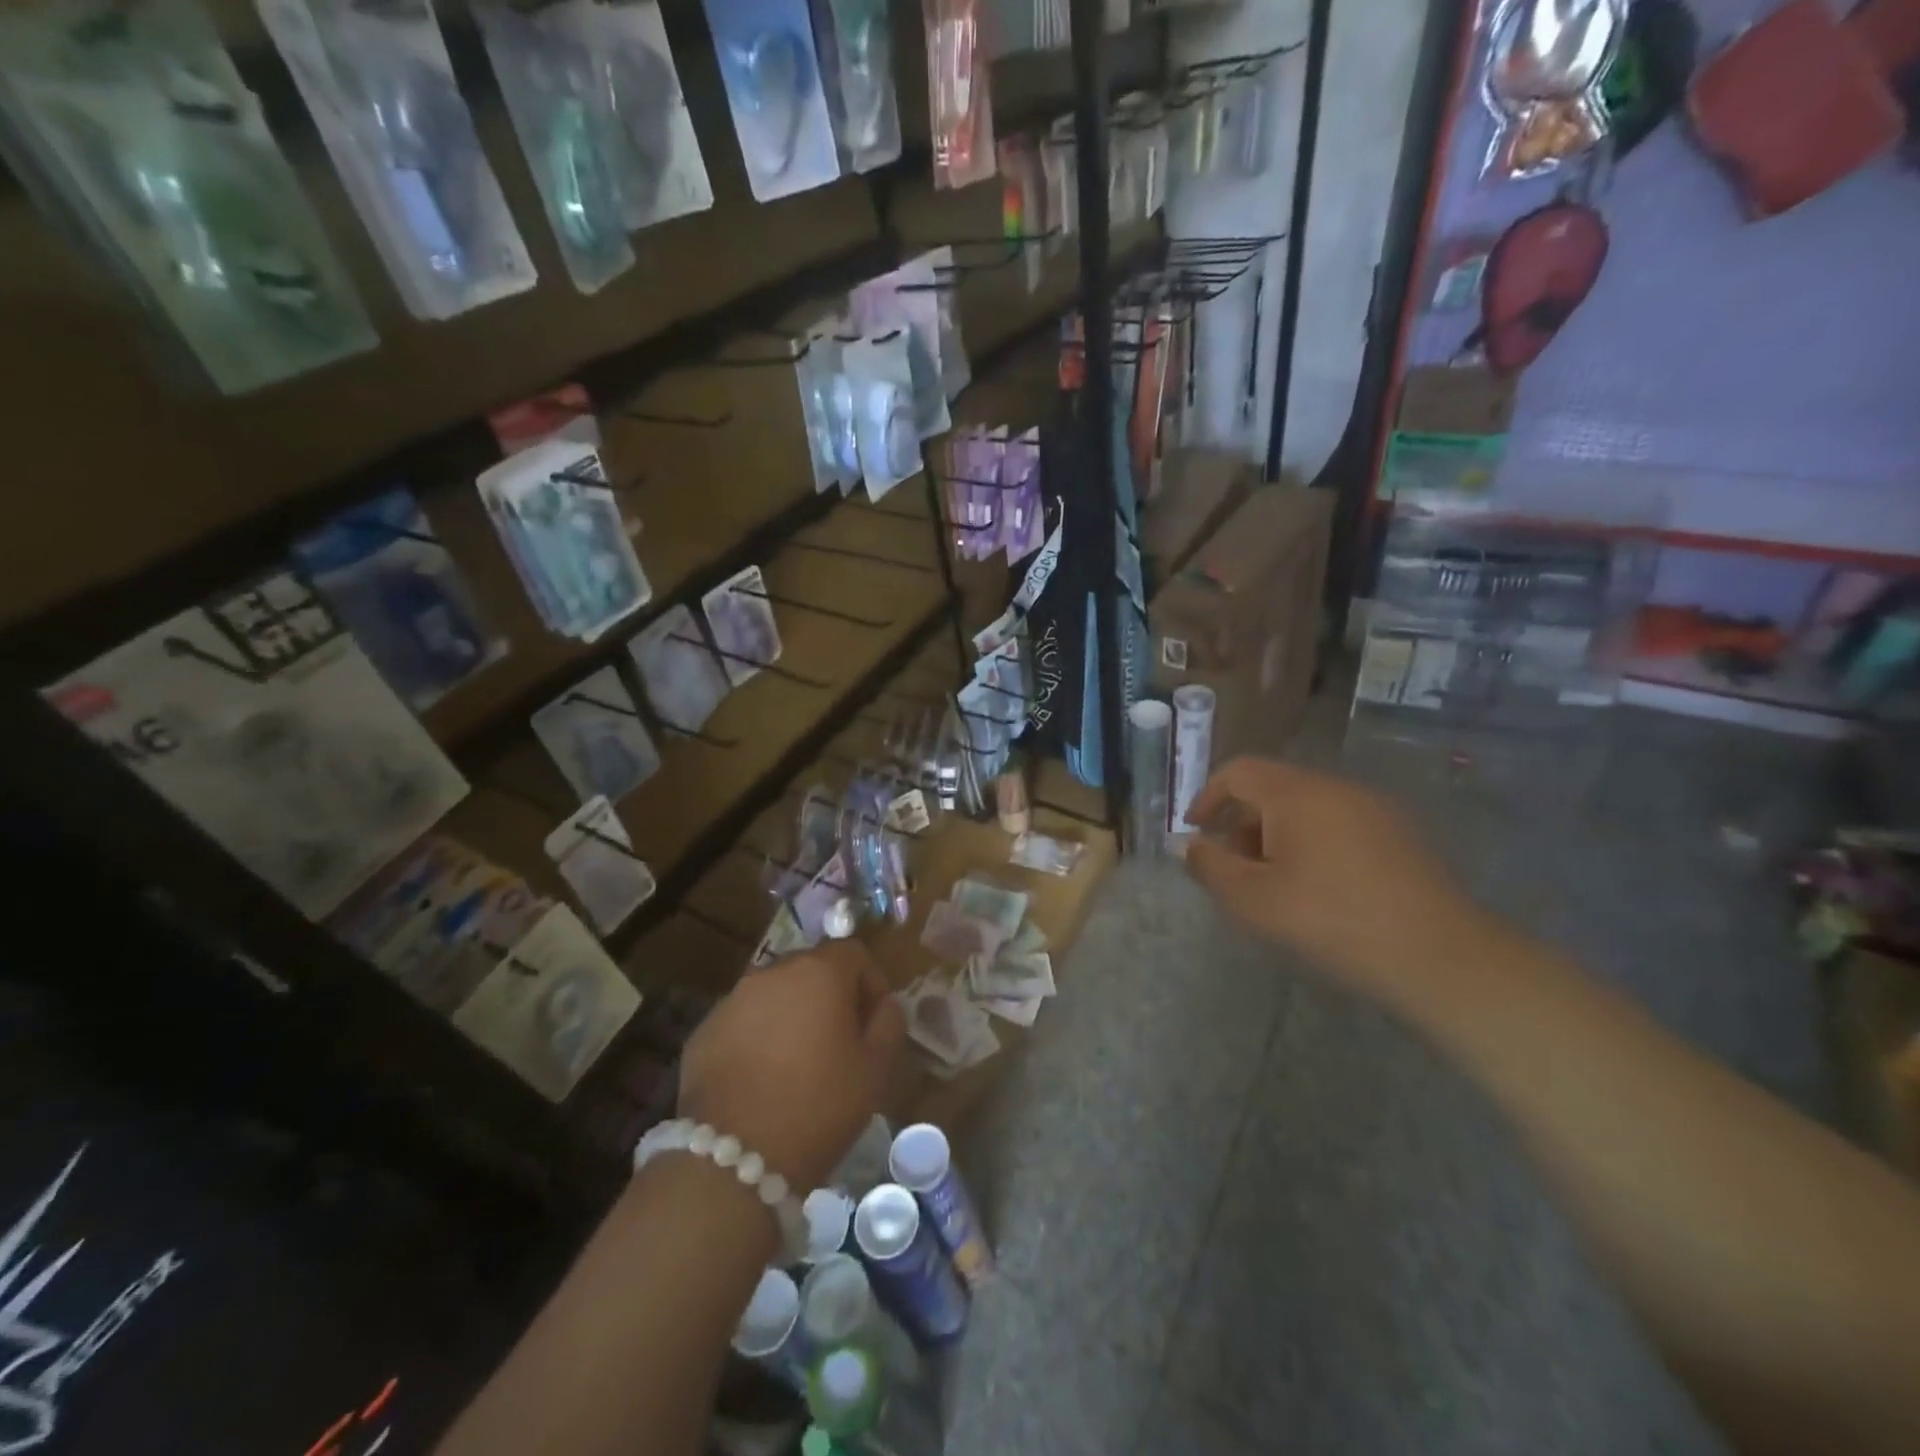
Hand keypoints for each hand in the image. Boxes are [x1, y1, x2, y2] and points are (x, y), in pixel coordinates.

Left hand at [677, 939, 905, 1192]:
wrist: (734, 1161)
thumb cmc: (820, 1106)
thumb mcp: (876, 1069)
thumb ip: (888, 1023)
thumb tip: (883, 1004)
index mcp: (819, 972)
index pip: (854, 953)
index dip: (871, 983)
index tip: (874, 1022)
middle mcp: (773, 972)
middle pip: (811, 969)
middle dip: (830, 997)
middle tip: (840, 1043)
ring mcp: (732, 1000)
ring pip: (775, 995)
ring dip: (792, 1016)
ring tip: (798, 1064)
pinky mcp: (703, 1031)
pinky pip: (743, 1022)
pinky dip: (758, 1038)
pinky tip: (762, 1081)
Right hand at [1184, 757, 1495, 990]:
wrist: (1439, 956)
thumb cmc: (1331, 920)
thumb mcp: (1252, 900)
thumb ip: (1210, 867)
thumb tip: (1191, 845)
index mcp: (1296, 793)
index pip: (1239, 772)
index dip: (1208, 797)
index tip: (1195, 832)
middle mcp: (1336, 788)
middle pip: (1273, 789)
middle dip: (1243, 824)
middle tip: (1233, 869)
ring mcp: (1375, 809)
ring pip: (1308, 808)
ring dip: (1277, 837)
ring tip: (1274, 886)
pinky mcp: (1401, 836)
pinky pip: (1339, 825)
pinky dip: (1313, 845)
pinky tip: (1319, 891)